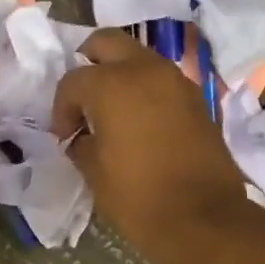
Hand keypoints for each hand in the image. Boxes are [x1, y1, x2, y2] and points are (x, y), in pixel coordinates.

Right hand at [51, 29, 251, 263]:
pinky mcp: (198, 100)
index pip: (73, 81)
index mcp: (113, 84)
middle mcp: (146, 70)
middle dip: (89, 65)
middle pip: (107, 44)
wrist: (202, 219)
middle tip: (83, 101)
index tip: (64, 136)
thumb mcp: (94, 173)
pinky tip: (139, 124)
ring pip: (139, 60)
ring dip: (120, 77)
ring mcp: (177, 81)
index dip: (62, 109)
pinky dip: (146, 92)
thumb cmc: (139, 197)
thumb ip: (81, 144)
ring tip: (112, 115)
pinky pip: (162, 82)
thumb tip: (81, 136)